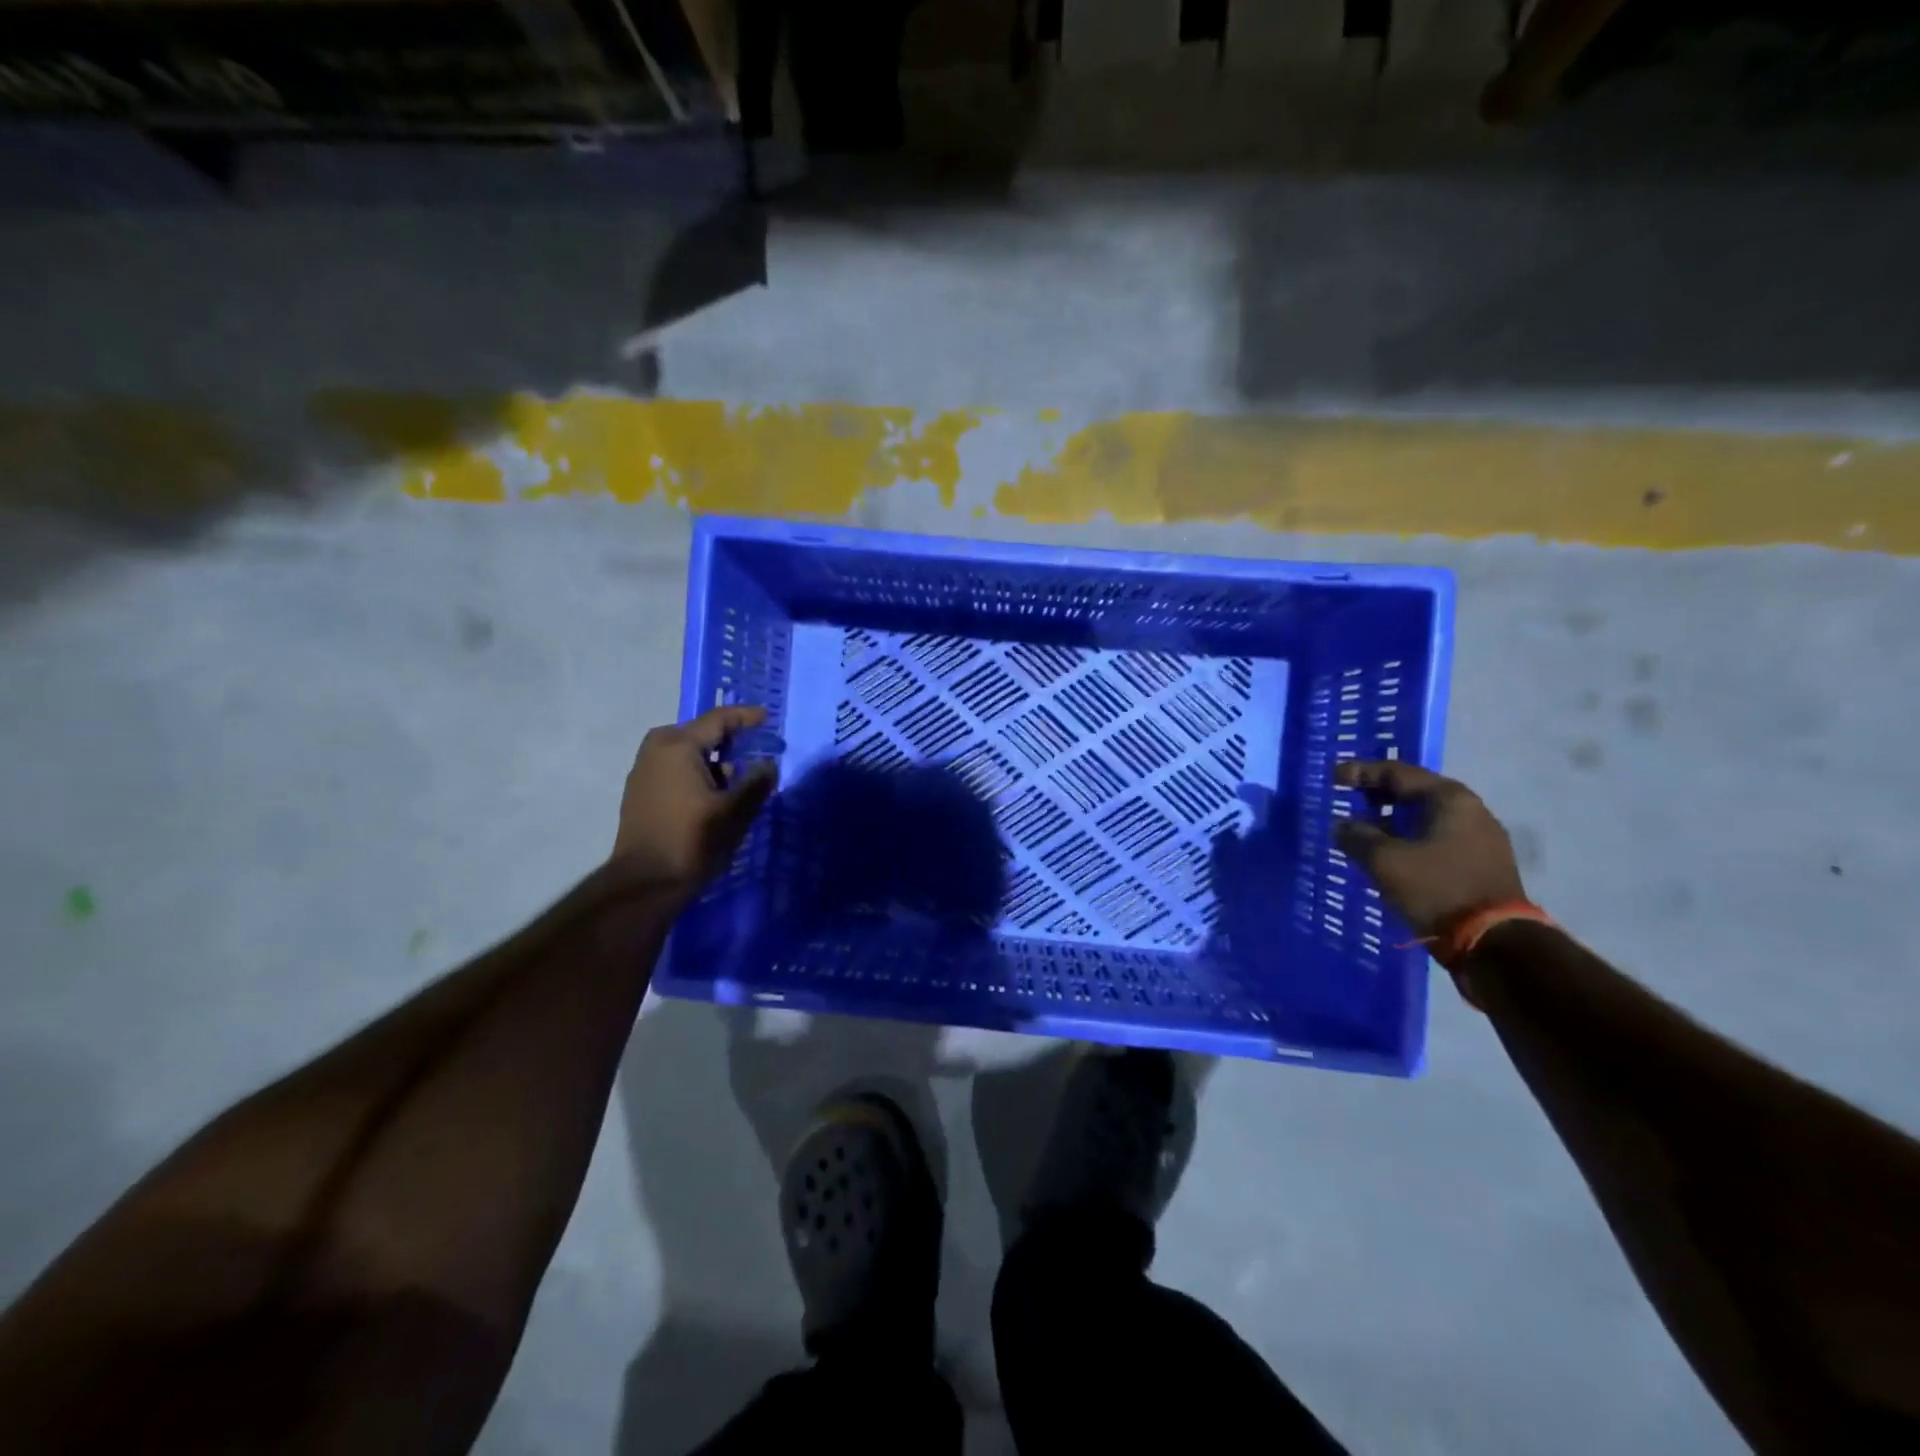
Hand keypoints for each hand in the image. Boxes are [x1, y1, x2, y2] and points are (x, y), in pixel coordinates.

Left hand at [612, 705, 777, 890]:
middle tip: (754, 752)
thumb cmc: (693, 840)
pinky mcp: (639, 793)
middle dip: (728, 741)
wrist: (645, 883)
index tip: (767, 719)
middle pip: (700, 734)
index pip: (718, 720)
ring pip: (686, 754)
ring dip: (712, 761)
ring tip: (736, 781)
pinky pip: (674, 770)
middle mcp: (656, 750)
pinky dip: (696, 774)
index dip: (746, 717)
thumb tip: (768, 764)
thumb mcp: (735, 811)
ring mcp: (643, 772)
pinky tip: (712, 796)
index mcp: (678, 746)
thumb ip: (757, 782)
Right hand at [1332, 761, 1525, 937]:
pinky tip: (1389, 853)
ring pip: (1425, 818)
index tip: (1333, 778)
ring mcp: (1480, 838)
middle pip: (1414, 792)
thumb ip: (1357, 836)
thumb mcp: (1384, 861)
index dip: (1361, 772)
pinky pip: (1436, 839)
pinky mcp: (1481, 864)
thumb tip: (1342, 825)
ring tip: (1363, 830)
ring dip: (1392, 821)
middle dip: (1378, 795)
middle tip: (1348, 800)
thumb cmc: (1436, 889)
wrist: (1494, 943)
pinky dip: (1409, 839)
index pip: (1397, 772)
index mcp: (1449, 798)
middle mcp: (1470, 810)